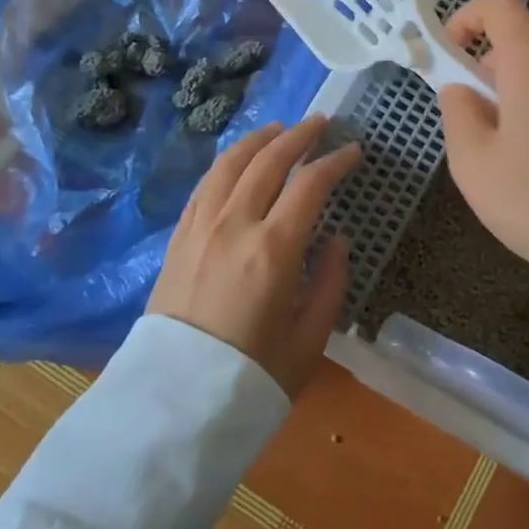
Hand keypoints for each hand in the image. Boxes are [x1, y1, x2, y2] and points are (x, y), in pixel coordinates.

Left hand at [147, 115, 361, 397]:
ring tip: (280, 130)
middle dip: (298, 136)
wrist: (175, 404)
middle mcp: (234, 225)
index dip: (335, 162)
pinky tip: (239, 161)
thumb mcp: (310, 338)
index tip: (353, 151)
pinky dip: (227, 163)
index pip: (310, 185)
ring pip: (230, 164)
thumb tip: (335, 238)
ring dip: (259, 140)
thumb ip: (329, 280)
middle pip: (268, 161)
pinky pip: (205, 185)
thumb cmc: (253, 376)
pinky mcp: (178, 238)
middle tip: (320, 123)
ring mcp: (200, 228)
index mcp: (273, 249)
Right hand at [437, 0, 528, 275]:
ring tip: (521, 155)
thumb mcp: (473, 163)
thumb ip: (457, 112)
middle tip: (482, 127)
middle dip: (494, 74)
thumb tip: (462, 89)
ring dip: (528, 97)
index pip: (499, 5)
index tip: (452, 52)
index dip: (468, 17)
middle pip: (525, 47)